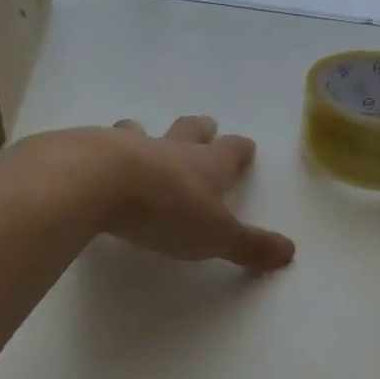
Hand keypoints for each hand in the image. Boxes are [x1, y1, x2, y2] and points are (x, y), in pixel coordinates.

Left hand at [5, 116, 294, 271]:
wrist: (96, 182)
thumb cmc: (166, 209)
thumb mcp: (216, 235)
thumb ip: (250, 245)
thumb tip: (290, 252)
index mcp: (207, 164)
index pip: (232, 149)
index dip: (240, 149)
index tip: (245, 148)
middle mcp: (171, 148)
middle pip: (191, 129)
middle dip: (200, 129)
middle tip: (204, 127)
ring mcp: (129, 145)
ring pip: (142, 131)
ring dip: (145, 134)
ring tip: (141, 137)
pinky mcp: (89, 151)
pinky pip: (99, 145)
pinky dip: (101, 151)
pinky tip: (93, 164)